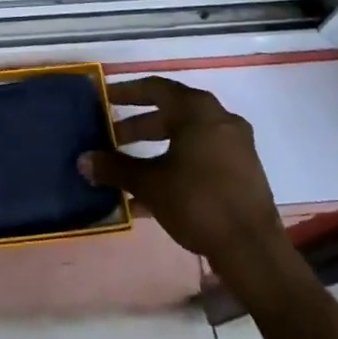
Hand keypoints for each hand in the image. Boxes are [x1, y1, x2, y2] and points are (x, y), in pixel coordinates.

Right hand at [79, 76, 288, 273]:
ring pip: (187, 136)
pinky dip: (178, 163)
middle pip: (172, 112)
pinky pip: (203, 155)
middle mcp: (219, 118)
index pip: (155, 88)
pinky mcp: (244, 170)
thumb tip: (83, 160)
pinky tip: (156, 191)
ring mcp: (236, 144)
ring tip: (130, 167)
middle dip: (139, 126)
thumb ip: (115, 168)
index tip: (104, 99)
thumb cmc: (198, 202)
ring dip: (157, 147)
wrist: (253, 250)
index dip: (127, 92)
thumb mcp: (150, 184)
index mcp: (197, 110)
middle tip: (112, 138)